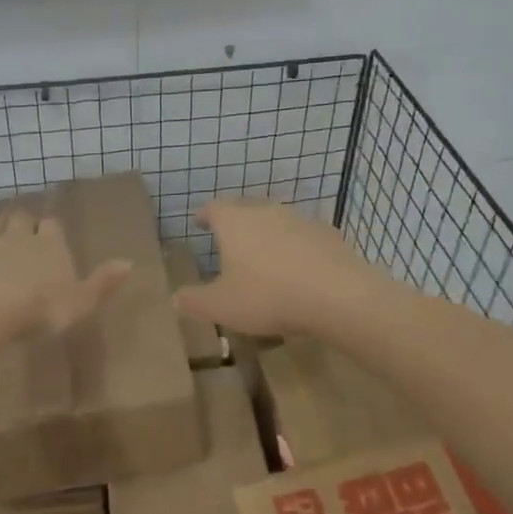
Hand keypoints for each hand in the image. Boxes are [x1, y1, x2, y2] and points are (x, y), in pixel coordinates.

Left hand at [0, 207, 130, 336]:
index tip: (53, 232)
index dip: (53, 227)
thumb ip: (103, 282)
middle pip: (21, 218)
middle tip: (26, 228)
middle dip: (25, 221)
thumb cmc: (40, 307)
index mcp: (50, 245)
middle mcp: (19, 238)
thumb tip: (129, 263)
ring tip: (0, 231)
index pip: (53, 225)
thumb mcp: (82, 301)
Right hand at [173, 198, 380, 336]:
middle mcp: (266, 211)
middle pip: (245, 207)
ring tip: (262, 254)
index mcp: (235, 222)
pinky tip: (297, 267)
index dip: (204, 215)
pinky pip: (302, 236)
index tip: (199, 221)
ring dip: (266, 232)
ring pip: (276, 219)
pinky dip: (294, 246)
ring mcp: (300, 220)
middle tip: (228, 237)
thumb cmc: (268, 296)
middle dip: (234, 220)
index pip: (213, 208)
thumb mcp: (221, 307)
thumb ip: (194, 301)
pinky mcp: (328, 235)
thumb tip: (175, 297)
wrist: (337, 296)